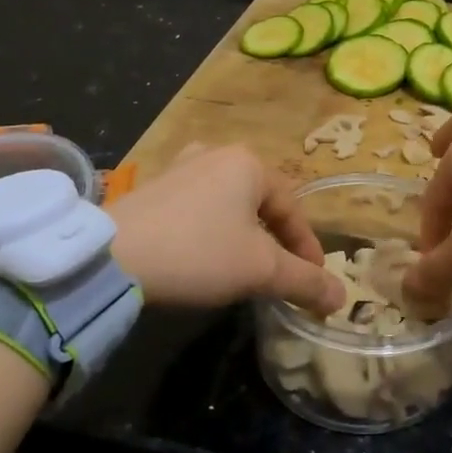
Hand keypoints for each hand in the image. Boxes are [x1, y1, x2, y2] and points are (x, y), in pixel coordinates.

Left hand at [108, 146, 343, 315]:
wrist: (110, 256)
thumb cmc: (198, 252)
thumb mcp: (260, 270)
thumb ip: (305, 281)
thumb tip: (341, 298)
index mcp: (249, 163)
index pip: (292, 209)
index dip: (307, 248)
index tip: (314, 280)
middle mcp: (217, 154)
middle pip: (261, 203)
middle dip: (275, 240)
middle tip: (282, 274)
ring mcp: (181, 166)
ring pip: (229, 204)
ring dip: (243, 235)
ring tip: (245, 266)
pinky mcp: (153, 186)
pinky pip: (198, 207)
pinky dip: (211, 230)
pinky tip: (203, 255)